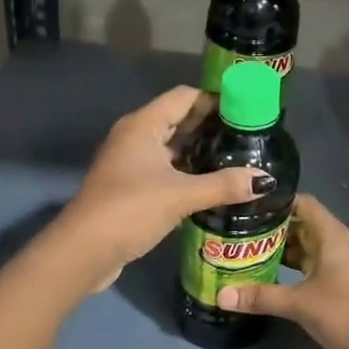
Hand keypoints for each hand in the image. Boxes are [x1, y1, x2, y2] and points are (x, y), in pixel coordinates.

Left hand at [53, 86, 264, 290]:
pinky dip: (187, 172)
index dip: (215, 99)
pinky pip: (164, 169)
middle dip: (212, 126)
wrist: (83, 251)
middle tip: (249, 137)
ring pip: (172, 147)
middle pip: (179, 119)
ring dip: (200, 151)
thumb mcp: (181, 195)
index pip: (185, 97)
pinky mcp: (130, 187)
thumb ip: (224, 185)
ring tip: (238, 159)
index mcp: (143, 125)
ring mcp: (130, 162)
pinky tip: (212, 185)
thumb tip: (265, 180)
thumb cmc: (130, 210)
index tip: (248, 110)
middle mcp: (135, 136)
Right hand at [216, 194, 348, 348]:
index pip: (302, 203)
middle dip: (272, 229)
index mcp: (332, 236)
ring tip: (246, 253)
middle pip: (302, 225)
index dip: (276, 202)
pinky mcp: (343, 285)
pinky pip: (313, 267)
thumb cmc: (348, 314)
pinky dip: (293, 269)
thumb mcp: (300, 304)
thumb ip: (261, 297)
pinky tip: (270, 278)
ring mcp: (343, 265)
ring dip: (281, 251)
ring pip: (307, 248)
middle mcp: (339, 243)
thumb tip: (220, 295)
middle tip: (237, 232)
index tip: (246, 206)